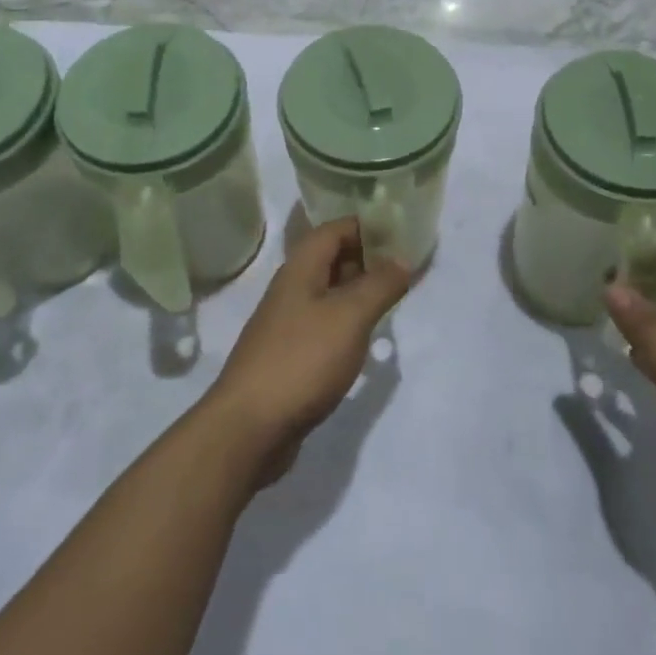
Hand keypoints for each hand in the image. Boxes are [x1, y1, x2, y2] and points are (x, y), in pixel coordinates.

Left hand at [204, 218, 409, 485]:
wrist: (249, 428)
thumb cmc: (302, 360)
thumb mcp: (349, 316)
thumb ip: (379, 284)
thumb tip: (402, 258)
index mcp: (300, 270)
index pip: (334, 230)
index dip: (366, 226)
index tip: (402, 233)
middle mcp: (291, 291)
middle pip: (331, 260)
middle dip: (367, 258)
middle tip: (406, 267)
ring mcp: (288, 325)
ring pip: (329, 294)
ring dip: (360, 291)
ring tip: (394, 298)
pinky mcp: (291, 357)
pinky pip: (325, 325)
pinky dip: (348, 322)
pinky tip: (367, 337)